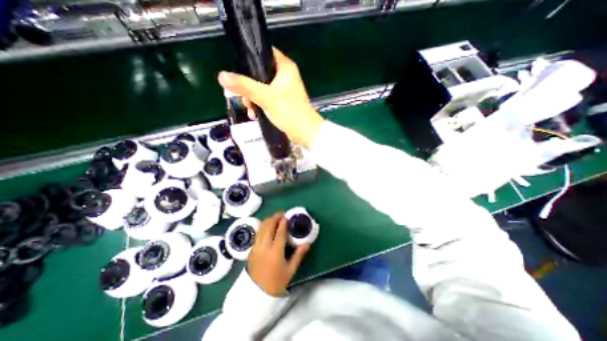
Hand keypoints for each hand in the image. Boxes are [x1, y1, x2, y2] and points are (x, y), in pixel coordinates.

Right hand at [217, 48, 323, 148]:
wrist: (305, 132)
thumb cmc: (289, 111)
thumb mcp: (265, 97)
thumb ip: (244, 86)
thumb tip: (222, 76)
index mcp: (285, 68)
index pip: (265, 53)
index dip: (250, 59)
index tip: (239, 70)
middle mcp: (286, 77)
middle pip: (260, 73)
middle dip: (249, 86)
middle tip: (244, 98)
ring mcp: (285, 91)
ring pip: (262, 88)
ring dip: (253, 98)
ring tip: (250, 110)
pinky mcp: (284, 103)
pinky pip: (267, 100)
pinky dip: (260, 105)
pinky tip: (255, 114)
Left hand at [247, 212, 309, 294]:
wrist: (256, 295)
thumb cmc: (276, 283)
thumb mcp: (290, 271)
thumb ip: (298, 255)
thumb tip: (307, 244)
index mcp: (275, 252)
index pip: (279, 233)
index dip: (283, 223)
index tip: (286, 216)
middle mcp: (264, 247)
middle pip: (268, 227)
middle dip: (274, 218)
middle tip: (281, 214)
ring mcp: (256, 248)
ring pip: (261, 229)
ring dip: (267, 221)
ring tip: (274, 218)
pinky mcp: (251, 250)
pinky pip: (257, 234)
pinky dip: (262, 227)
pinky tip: (266, 227)